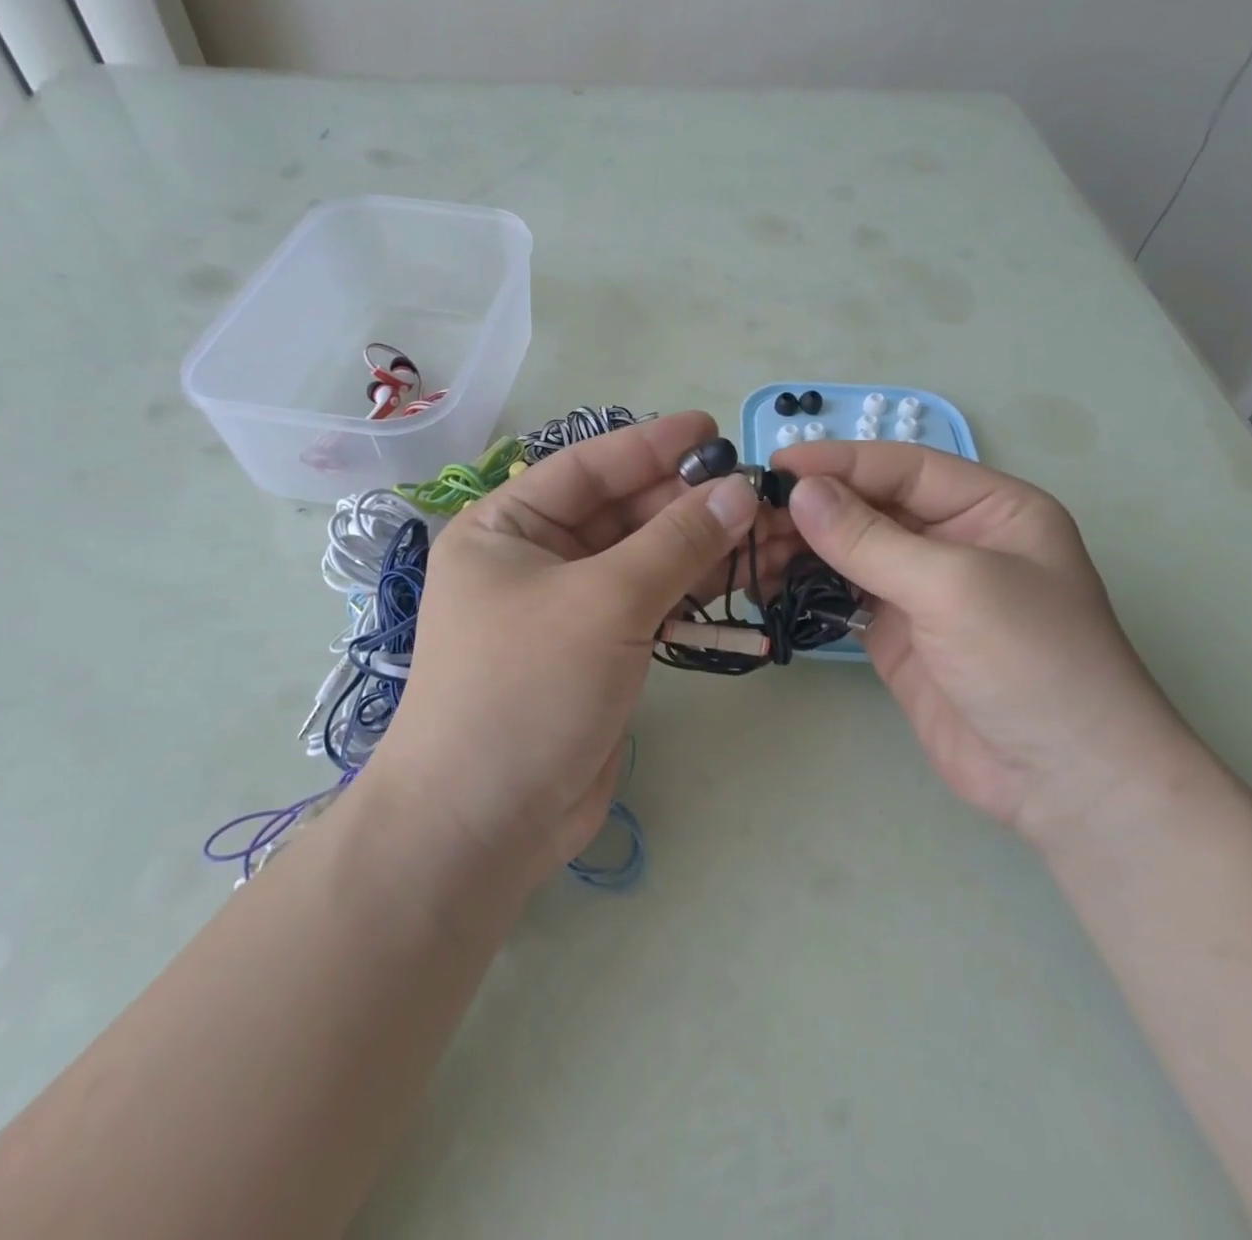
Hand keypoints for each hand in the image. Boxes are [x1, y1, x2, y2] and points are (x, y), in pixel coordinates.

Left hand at [371, 411, 782, 886]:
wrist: (485, 822)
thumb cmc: (526, 688)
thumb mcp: (603, 601)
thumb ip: (675, 542)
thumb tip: (739, 491)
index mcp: (506, 527)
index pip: (588, 468)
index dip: (652, 446)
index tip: (714, 430)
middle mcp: (533, 559)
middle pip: (621, 513)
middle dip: (687, 501)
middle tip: (757, 491)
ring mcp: (567, 608)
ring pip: (643, 560)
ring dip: (700, 547)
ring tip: (766, 530)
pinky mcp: (597, 652)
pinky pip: (651, 604)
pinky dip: (692, 593)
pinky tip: (741, 578)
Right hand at [772, 440, 1194, 839]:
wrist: (1064, 782)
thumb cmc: (1030, 662)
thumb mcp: (954, 586)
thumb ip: (871, 538)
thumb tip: (801, 492)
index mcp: (990, 508)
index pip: (903, 467)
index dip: (840, 462)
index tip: (776, 466)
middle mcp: (955, 540)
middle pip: (872, 506)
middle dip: (813, 506)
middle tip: (748, 515)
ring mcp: (923, 590)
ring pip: (851, 550)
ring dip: (803, 545)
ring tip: (749, 548)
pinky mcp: (897, 633)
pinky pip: (844, 595)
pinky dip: (808, 586)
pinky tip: (769, 582)